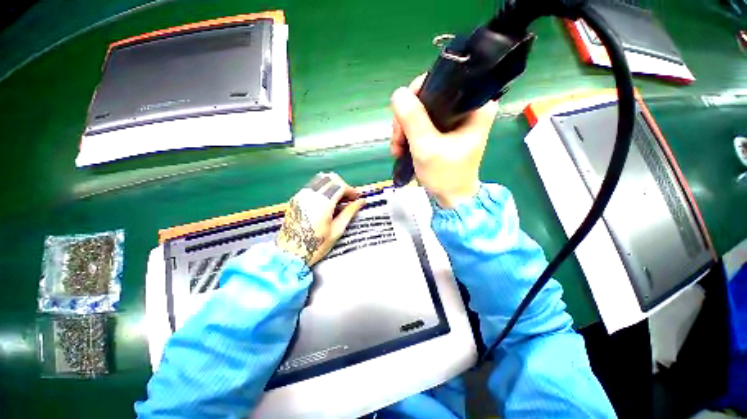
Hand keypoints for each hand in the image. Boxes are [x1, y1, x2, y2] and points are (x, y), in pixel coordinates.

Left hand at [276, 173, 364, 265]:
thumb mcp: (337, 230)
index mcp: (322, 203)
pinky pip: (312, 185)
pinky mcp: (296, 198)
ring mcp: (301, 195)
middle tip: (348, 198)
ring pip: (321, 179)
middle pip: (331, 178)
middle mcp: (311, 195)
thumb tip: (361, 201)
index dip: (351, 190)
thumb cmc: (316, 245)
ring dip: (333, 185)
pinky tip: (326, 200)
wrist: (290, 253)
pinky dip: (323, 188)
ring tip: (338, 199)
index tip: (356, 198)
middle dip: (343, 185)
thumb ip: (349, 212)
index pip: (340, 186)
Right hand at [390, 74, 498, 207]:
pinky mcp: (444, 131)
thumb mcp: (427, 148)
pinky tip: (401, 149)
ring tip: (397, 149)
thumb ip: (413, 120)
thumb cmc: (445, 175)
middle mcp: (466, 107)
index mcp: (475, 106)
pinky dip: (408, 135)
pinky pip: (421, 123)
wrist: (451, 198)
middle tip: (397, 141)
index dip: (417, 95)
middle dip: (406, 119)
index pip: (442, 82)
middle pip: (427, 97)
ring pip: (420, 111)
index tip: (403, 117)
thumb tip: (398, 94)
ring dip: (404, 129)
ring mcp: (454, 120)